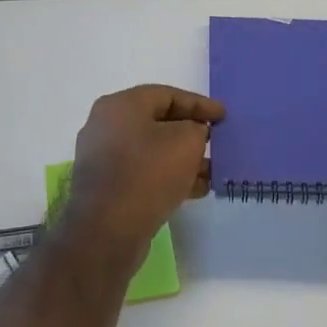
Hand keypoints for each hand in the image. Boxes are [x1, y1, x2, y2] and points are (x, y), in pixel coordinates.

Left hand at [65, 85, 223, 256]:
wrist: (106, 231)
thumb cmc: (148, 174)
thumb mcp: (186, 142)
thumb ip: (197, 128)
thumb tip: (193, 133)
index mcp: (120, 105)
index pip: (167, 95)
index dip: (199, 104)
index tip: (224, 115)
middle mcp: (106, 126)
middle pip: (158, 123)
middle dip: (191, 133)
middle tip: (217, 142)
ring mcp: (103, 158)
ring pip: (152, 151)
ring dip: (183, 159)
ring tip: (212, 171)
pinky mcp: (106, 187)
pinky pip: (143, 172)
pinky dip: (168, 176)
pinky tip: (195, 189)